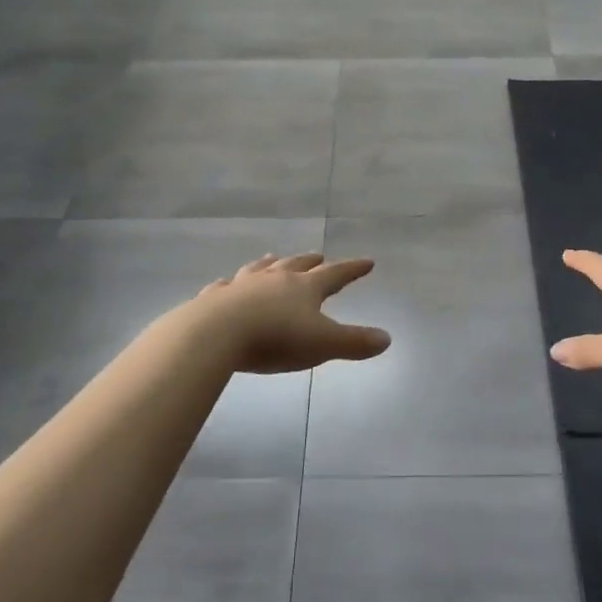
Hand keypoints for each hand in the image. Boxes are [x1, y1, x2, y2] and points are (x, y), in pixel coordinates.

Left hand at [192, 253, 391, 373]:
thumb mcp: (323, 344)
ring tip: (275, 257)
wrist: (217, 334)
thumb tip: (386, 339)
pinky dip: (231, 285)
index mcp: (305, 287)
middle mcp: (275, 278)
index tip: (367, 262)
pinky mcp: (215, 297)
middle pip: (297, 264)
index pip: (336, 274)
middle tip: (319, 256)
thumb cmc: (276, 339)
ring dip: (271, 263)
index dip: (353, 269)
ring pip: (261, 268)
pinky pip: (225, 286)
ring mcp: (242, 285)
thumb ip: (355, 342)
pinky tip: (227, 284)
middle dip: (311, 261)